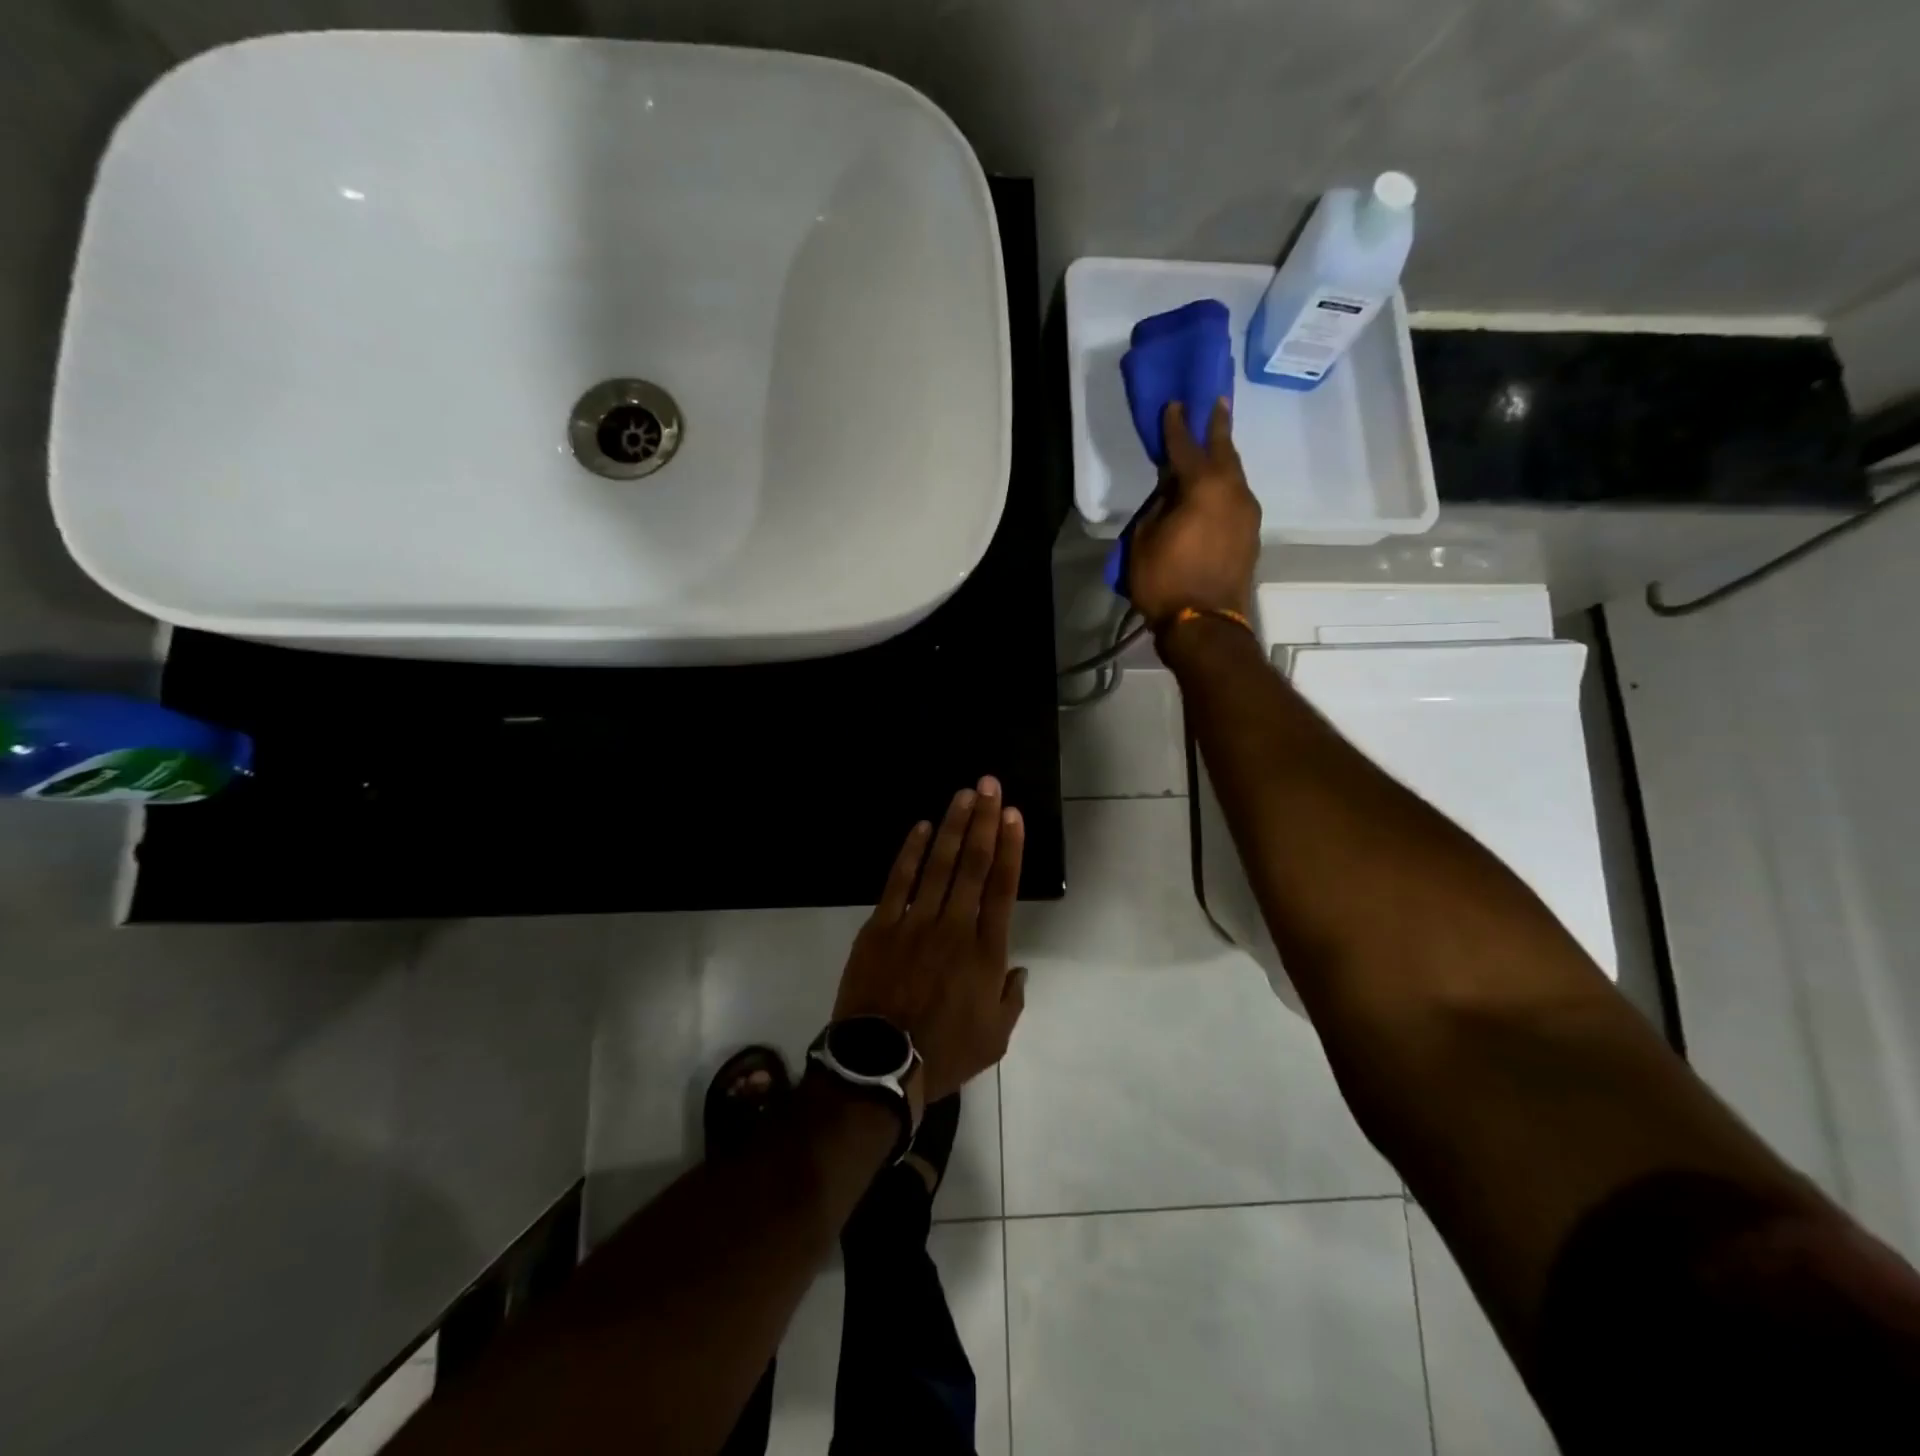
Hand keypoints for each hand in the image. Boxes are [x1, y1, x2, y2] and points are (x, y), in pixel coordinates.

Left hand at [832, 777, 1027, 1105]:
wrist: (880, 1065)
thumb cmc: (944, 1052)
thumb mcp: (996, 1038)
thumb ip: (1012, 998)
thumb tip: (1019, 969)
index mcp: (985, 952)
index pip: (1002, 888)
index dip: (1010, 848)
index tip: (1012, 815)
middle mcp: (954, 927)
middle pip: (972, 865)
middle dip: (983, 821)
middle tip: (989, 785)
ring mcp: (915, 923)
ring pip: (938, 865)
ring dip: (952, 826)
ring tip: (963, 794)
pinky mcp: (881, 926)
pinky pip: (898, 882)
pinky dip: (910, 853)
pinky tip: (920, 826)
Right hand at [1128, 398, 1261, 630]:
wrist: (1204, 624)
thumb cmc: (1166, 581)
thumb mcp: (1145, 539)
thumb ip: (1159, 506)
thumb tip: (1172, 492)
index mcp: (1204, 486)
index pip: (1186, 446)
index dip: (1176, 426)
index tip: (1174, 404)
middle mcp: (1233, 491)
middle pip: (1225, 451)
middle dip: (1218, 427)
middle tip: (1216, 403)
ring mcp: (1247, 513)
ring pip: (1235, 475)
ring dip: (1224, 458)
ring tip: (1215, 445)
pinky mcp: (1251, 535)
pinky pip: (1237, 499)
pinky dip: (1226, 487)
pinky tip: (1216, 489)